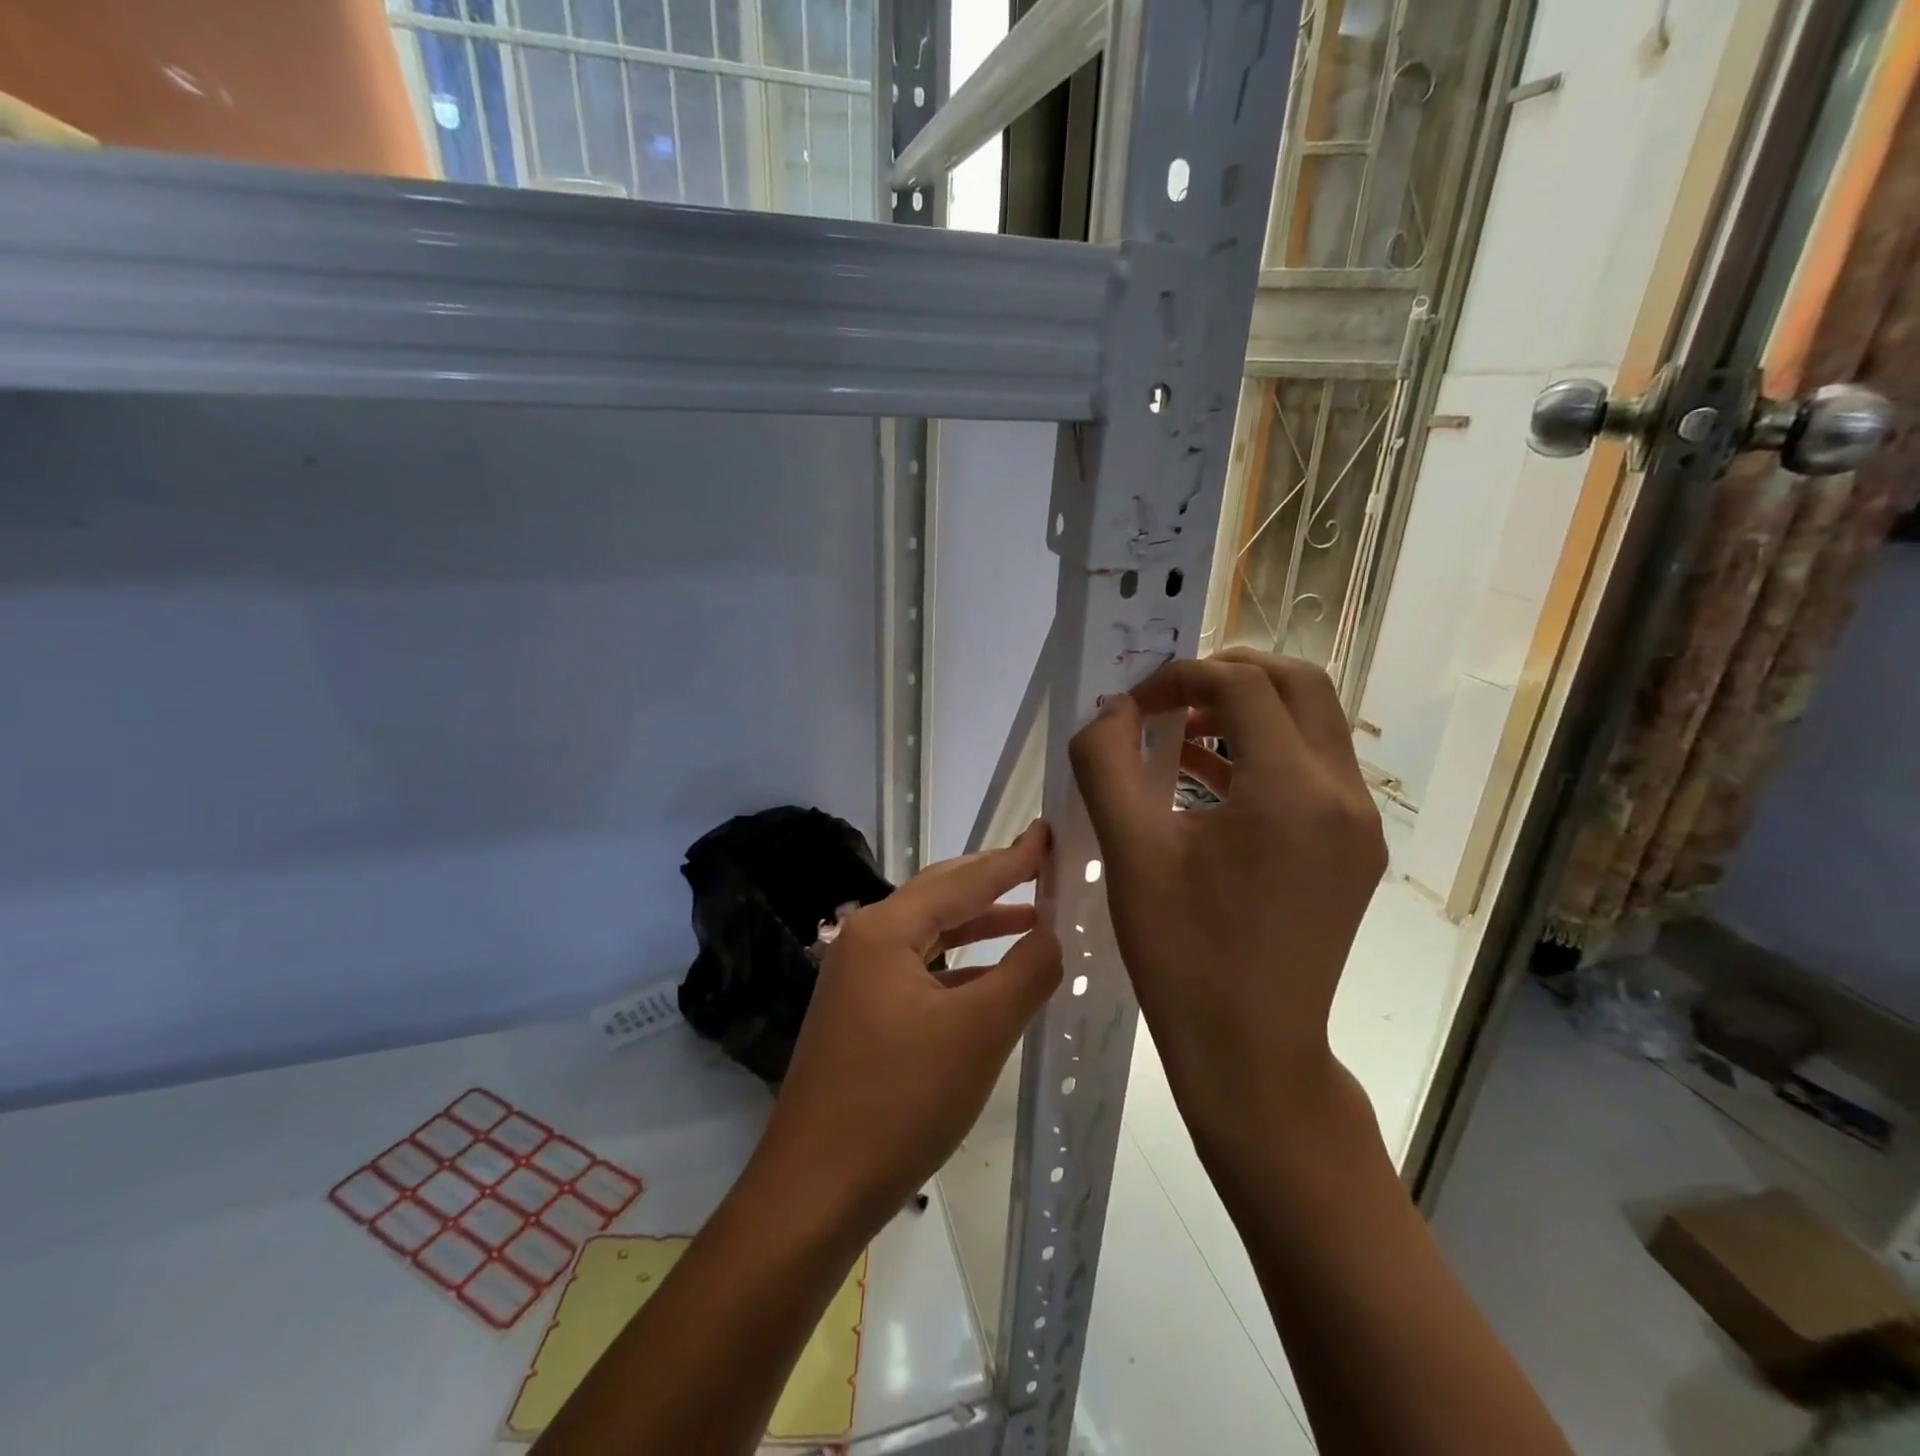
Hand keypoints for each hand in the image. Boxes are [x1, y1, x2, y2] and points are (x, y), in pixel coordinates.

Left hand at [748, 823, 1062, 1229]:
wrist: (814, 1191)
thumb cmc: (899, 1102)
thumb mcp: (977, 1033)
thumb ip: (1025, 973)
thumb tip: (1054, 935)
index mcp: (885, 930)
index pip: (962, 880)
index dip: (1012, 859)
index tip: (1049, 834)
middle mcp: (865, 941)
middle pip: (940, 897)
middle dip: (993, 882)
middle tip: (1042, 865)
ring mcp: (858, 980)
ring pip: (930, 936)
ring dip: (979, 925)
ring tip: (1032, 917)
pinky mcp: (861, 1015)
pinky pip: (920, 972)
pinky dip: (960, 967)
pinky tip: (991, 980)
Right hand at [1067, 650, 1386, 1148]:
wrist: (1250, 1053)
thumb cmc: (1183, 952)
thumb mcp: (1129, 850)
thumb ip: (1107, 762)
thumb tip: (1112, 710)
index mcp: (1292, 788)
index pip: (1242, 685)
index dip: (1181, 677)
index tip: (1134, 705)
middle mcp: (1342, 794)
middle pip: (1299, 685)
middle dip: (1229, 674)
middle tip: (1171, 696)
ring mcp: (1358, 824)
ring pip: (1313, 725)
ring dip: (1248, 712)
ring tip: (1181, 736)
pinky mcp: (1354, 852)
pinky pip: (1314, 772)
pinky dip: (1264, 755)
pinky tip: (1208, 783)